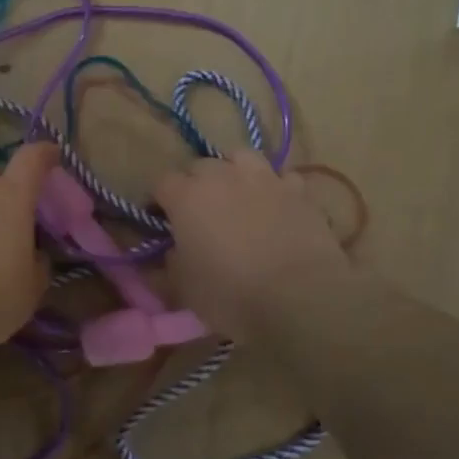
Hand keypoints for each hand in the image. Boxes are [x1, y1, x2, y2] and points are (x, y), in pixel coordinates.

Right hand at [154, 153, 349, 342]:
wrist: (300, 299)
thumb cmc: (231, 295)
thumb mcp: (183, 288)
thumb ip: (168, 263)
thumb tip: (167, 254)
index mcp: (187, 197)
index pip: (161, 183)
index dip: (158, 201)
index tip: (160, 221)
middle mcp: (223, 176)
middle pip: (200, 166)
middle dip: (194, 184)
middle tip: (199, 213)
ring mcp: (265, 178)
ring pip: (241, 158)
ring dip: (234, 173)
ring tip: (237, 196)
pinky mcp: (299, 191)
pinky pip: (281, 178)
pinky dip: (274, 188)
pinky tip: (276, 206)